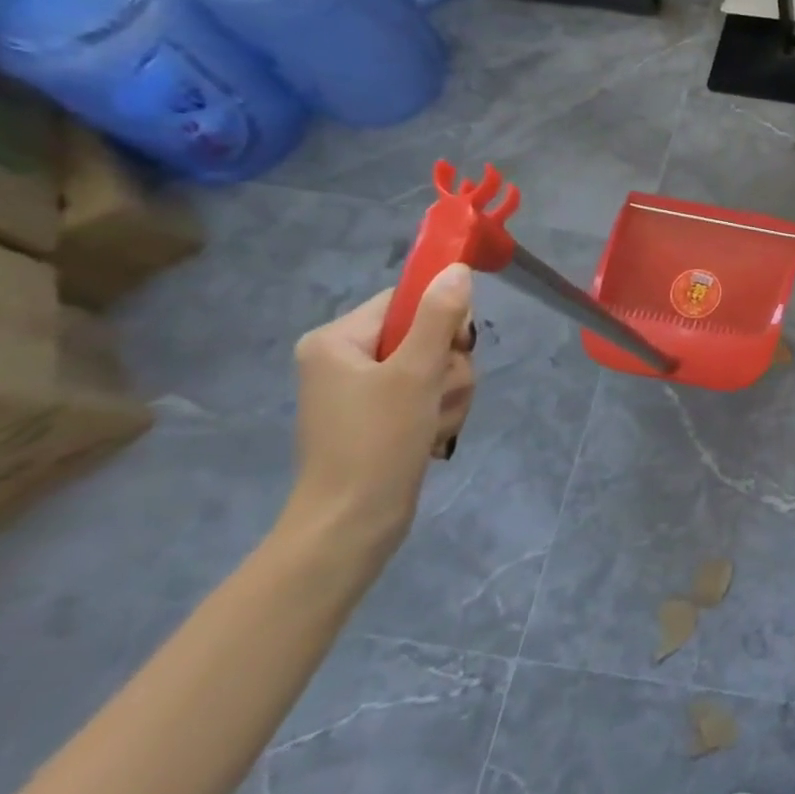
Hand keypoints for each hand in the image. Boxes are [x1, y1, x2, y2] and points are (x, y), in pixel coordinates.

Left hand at [284, 265, 476, 560]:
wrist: (352, 525)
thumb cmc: (377, 441)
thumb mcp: (416, 372)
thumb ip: (439, 316)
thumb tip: (456, 269)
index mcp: (337, 339)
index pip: (406, 300)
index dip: (441, 319)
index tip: (457, 347)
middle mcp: (346, 358)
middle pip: (426, 335)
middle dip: (448, 368)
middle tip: (438, 396)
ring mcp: (362, 390)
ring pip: (435, 368)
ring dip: (449, 394)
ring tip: (434, 424)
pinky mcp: (380, 417)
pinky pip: (427, 395)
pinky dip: (439, 413)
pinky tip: (431, 437)